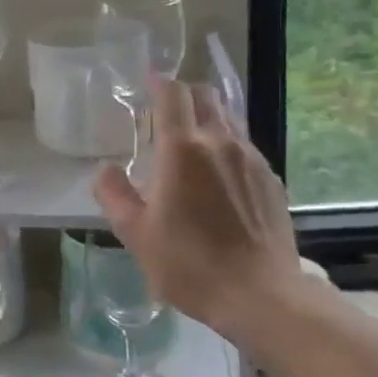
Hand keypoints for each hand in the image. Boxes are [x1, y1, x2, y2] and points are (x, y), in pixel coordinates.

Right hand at [94, 78, 306, 335]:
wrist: (261, 295)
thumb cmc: (189, 264)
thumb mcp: (136, 234)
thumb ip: (114, 195)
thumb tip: (105, 170)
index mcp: (182, 149)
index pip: (173, 94)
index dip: (159, 81)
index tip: (148, 80)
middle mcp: (221, 143)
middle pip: (206, 96)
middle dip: (185, 94)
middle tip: (166, 111)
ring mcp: (252, 160)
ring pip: (229, 119)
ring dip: (208, 118)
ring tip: (191, 142)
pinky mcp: (272, 180)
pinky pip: (245, 147)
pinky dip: (227, 146)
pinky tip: (219, 175)